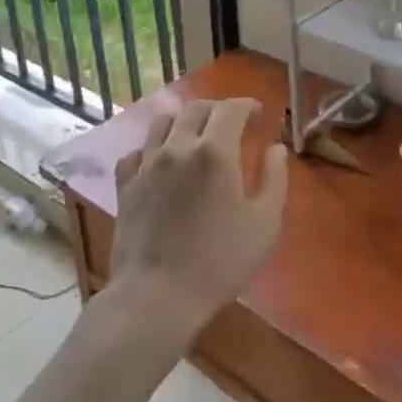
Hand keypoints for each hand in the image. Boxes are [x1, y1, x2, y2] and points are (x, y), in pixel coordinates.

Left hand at [110, 97, 288, 334]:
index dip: (247, 105)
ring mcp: (146, 165)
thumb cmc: (219, 262)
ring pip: (162, 122)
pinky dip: (151, 148)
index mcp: (215, 152)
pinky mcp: (125, 185)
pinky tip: (159, 161)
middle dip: (218, 109)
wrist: (157, 296)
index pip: (231, 108)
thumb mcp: (264, 224)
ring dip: (183, 121)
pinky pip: (136, 152)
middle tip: (232, 124)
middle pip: (196, 109)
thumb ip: (275, 180)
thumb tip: (276, 149)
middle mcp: (178, 147)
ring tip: (195, 136)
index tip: (258, 114)